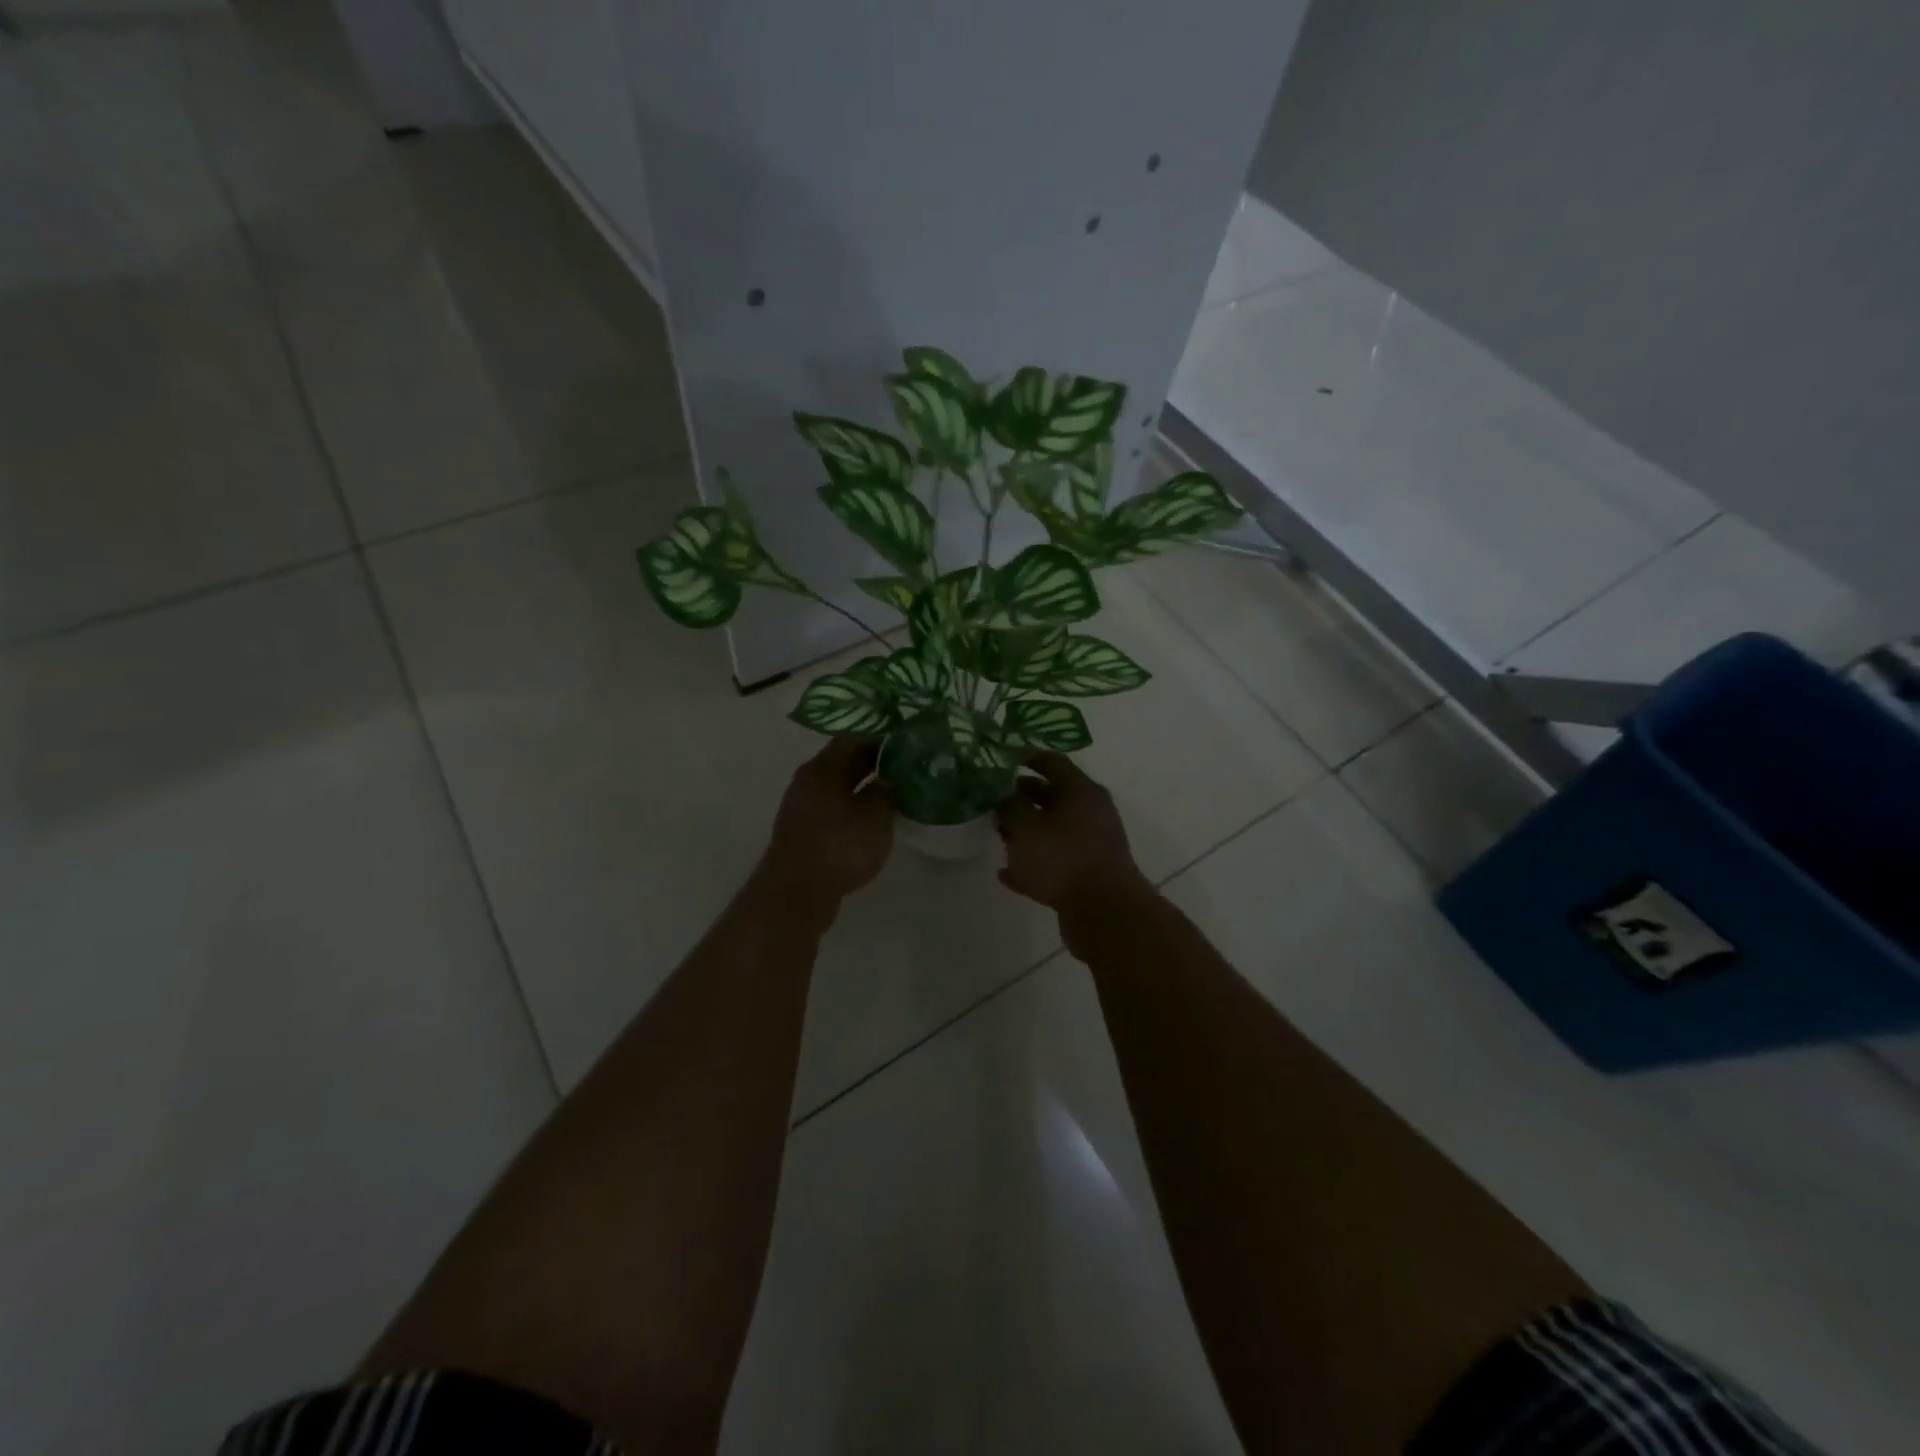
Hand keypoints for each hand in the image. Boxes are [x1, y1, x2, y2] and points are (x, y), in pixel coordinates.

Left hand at [762, 738, 893, 907]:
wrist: (796, 895)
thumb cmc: (839, 848)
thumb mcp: (875, 815)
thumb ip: (888, 788)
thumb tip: (895, 772)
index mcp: (822, 768)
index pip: (855, 735)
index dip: (884, 732)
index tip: (910, 734)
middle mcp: (809, 779)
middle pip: (846, 757)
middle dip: (878, 756)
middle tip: (912, 757)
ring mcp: (805, 805)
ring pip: (842, 781)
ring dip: (869, 779)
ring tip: (900, 782)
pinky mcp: (807, 828)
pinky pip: (837, 802)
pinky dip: (858, 800)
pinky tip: (878, 811)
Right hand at [996, 753, 1152, 919]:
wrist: (1104, 912)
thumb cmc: (1062, 858)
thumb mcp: (1025, 828)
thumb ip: (1009, 807)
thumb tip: (1002, 795)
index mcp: (1081, 791)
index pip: (1051, 762)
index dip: (1025, 757)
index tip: (1000, 759)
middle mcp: (1091, 812)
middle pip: (1053, 796)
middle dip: (1022, 797)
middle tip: (994, 800)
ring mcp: (1091, 844)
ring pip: (1053, 829)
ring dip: (1027, 831)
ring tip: (999, 835)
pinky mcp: (1088, 873)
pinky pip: (1055, 861)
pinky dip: (1034, 863)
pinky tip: (1007, 873)